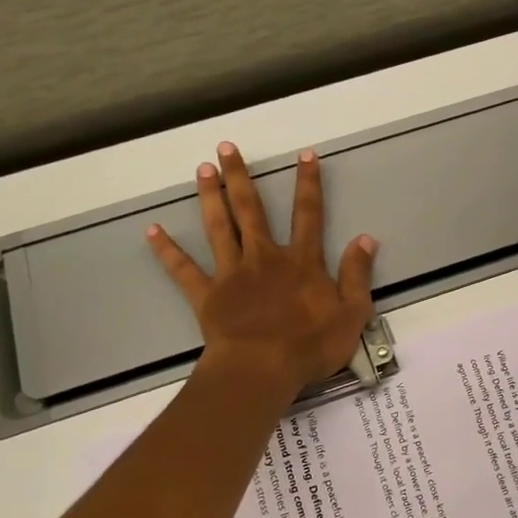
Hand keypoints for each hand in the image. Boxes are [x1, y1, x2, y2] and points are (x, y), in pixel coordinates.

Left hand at [148, 141, 376, 399]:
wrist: (262, 370)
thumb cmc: (310, 345)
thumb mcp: (351, 313)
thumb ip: (357, 274)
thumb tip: (365, 239)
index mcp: (301, 262)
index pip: (308, 215)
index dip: (308, 184)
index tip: (305, 155)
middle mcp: (264, 258)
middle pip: (251, 210)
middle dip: (240, 177)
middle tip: (226, 147)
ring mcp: (232, 274)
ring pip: (219, 228)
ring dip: (210, 197)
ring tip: (202, 170)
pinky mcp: (207, 295)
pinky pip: (184, 270)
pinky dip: (167, 251)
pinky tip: (151, 231)